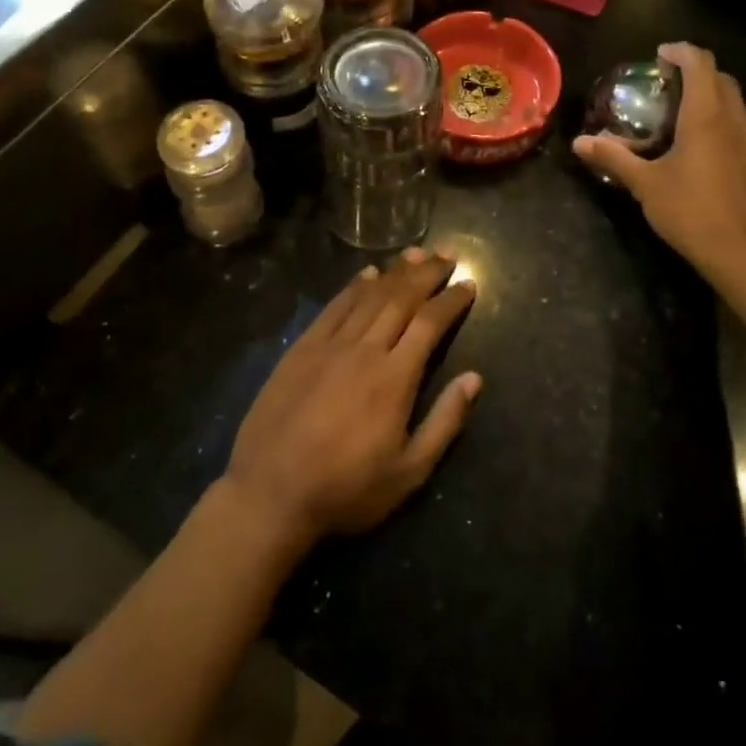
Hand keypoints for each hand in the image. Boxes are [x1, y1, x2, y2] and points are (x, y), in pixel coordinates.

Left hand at [224, 249, 481, 544]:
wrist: (270, 493)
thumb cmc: (346, 489)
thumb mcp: (409, 472)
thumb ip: (445, 422)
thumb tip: (475, 378)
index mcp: (395, 378)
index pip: (430, 324)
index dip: (451, 300)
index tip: (468, 283)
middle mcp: (365, 349)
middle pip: (401, 299)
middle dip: (428, 274)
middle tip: (448, 254)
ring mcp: (330, 345)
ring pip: (369, 296)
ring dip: (396, 271)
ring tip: (417, 253)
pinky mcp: (302, 348)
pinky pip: (334, 307)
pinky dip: (354, 286)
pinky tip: (368, 273)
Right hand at [573, 43, 745, 283]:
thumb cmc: (692, 212)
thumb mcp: (646, 184)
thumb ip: (614, 158)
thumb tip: (580, 142)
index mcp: (707, 116)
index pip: (700, 63)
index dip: (680, 52)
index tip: (659, 55)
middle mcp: (735, 120)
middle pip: (721, 79)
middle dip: (696, 72)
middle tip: (667, 84)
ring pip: (735, 103)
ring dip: (710, 97)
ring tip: (680, 114)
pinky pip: (740, 128)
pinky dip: (720, 122)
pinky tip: (700, 149)